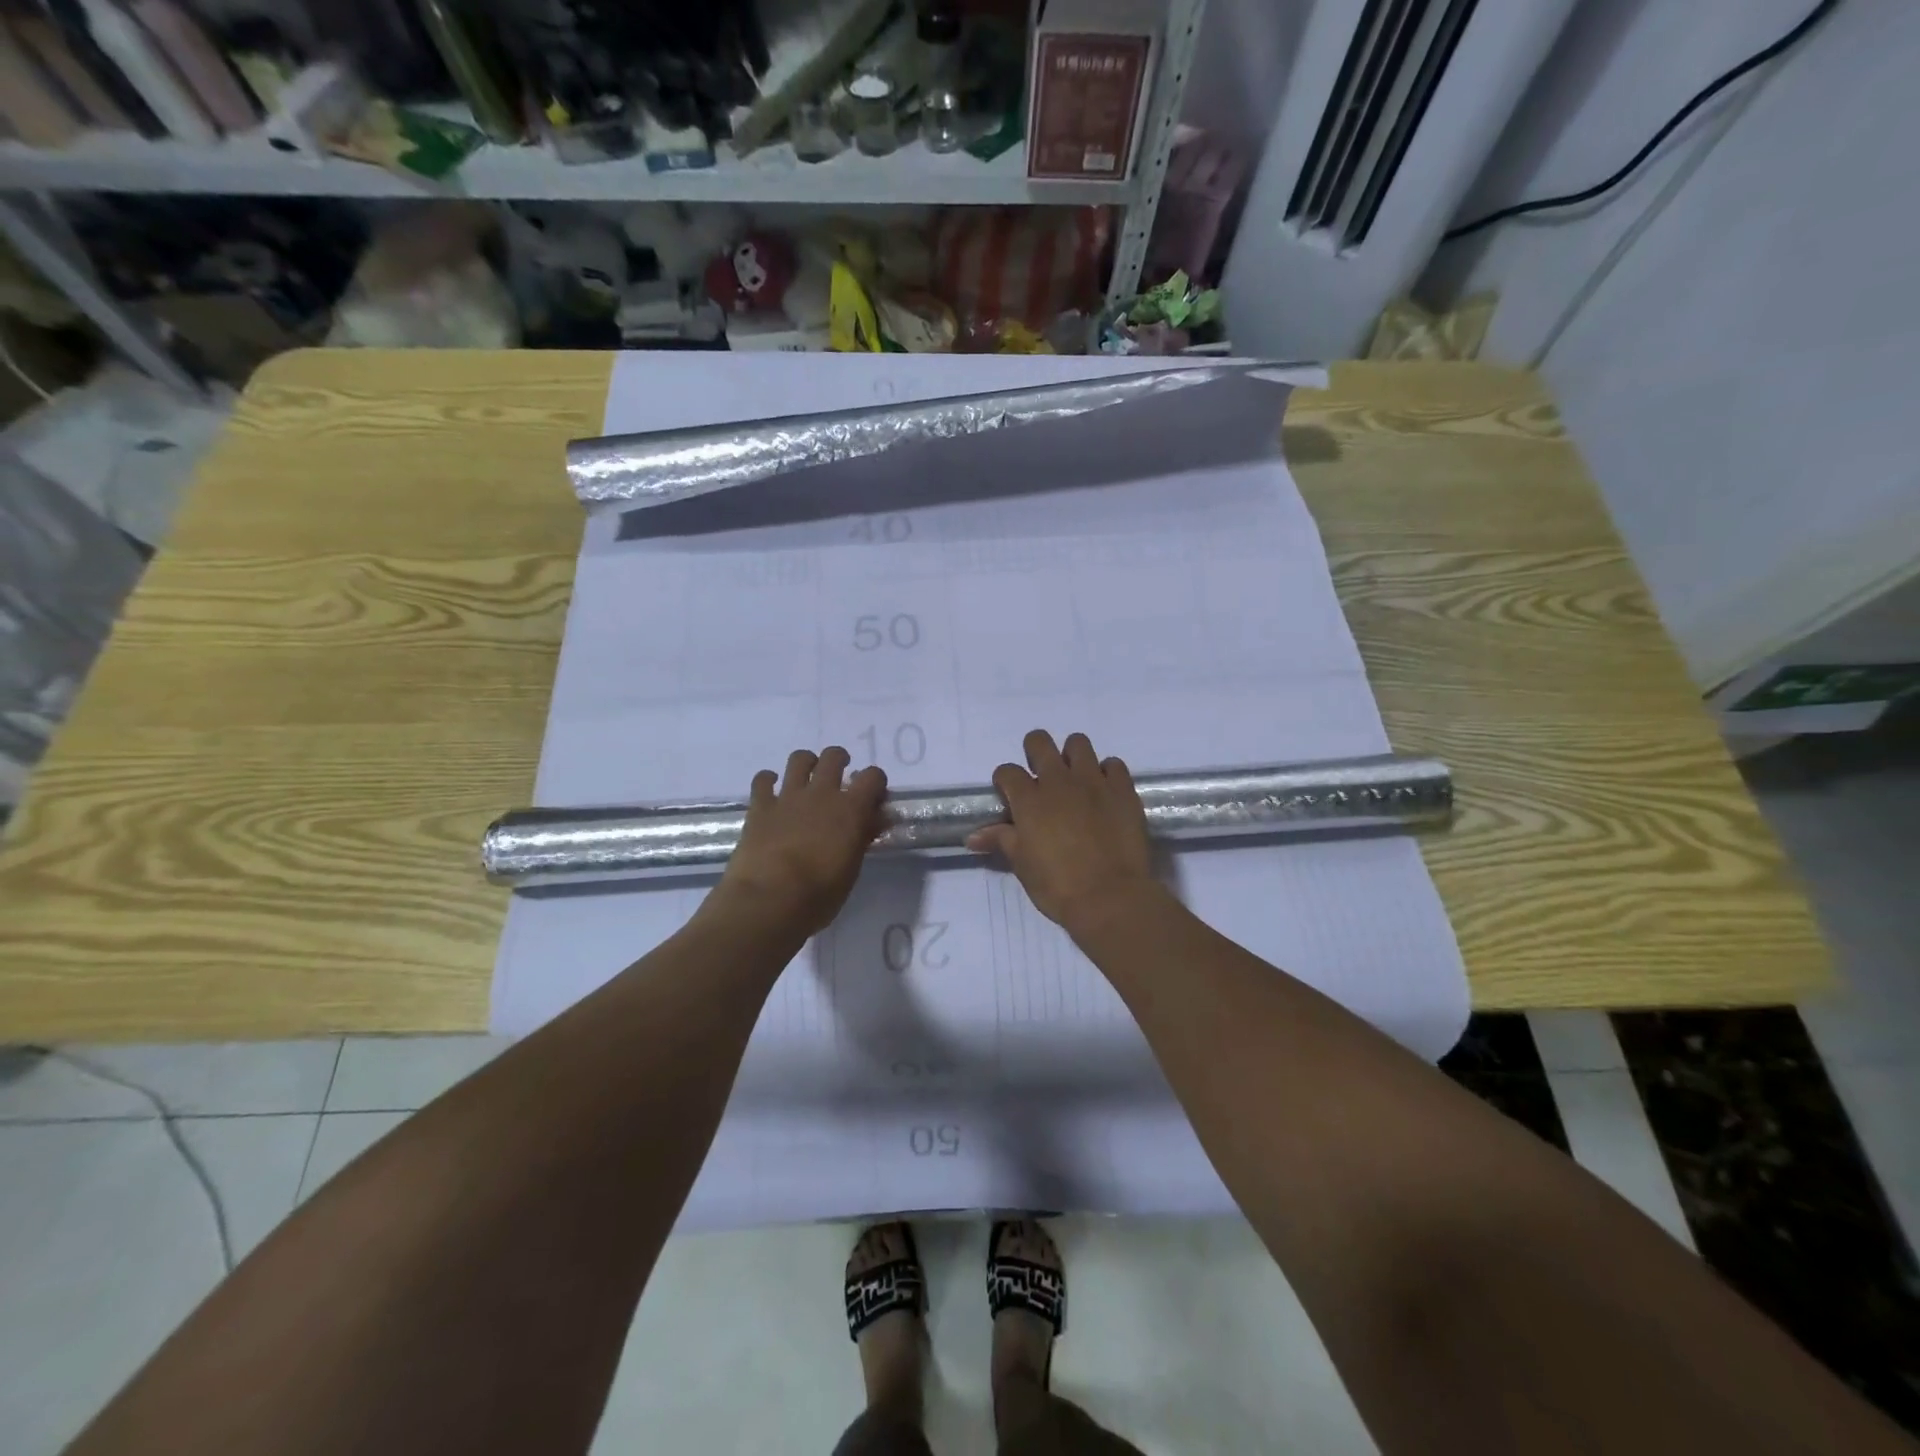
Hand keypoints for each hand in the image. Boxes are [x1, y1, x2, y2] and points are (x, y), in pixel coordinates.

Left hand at [712, 748, 886, 935]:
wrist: (769, 900)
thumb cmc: (819, 894)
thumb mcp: (851, 869)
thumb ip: (862, 838)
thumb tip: (874, 820)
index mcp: (851, 809)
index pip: (873, 777)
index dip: (875, 783)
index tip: (873, 797)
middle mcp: (821, 793)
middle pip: (833, 757)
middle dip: (839, 761)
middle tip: (840, 778)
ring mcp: (788, 797)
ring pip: (799, 759)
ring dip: (806, 763)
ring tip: (807, 778)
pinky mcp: (760, 807)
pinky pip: (762, 780)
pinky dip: (768, 781)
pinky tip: (771, 791)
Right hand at [967, 730, 1159, 932]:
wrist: (1110, 898)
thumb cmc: (1058, 886)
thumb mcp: (1022, 865)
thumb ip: (1001, 841)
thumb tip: (973, 836)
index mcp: (1029, 799)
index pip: (1007, 771)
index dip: (1005, 781)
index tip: (1010, 796)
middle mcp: (1059, 781)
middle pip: (1039, 742)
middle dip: (1035, 752)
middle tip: (1041, 775)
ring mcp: (1094, 781)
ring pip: (1078, 743)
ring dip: (1072, 756)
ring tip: (1075, 779)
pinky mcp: (1123, 789)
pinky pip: (1114, 764)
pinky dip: (1107, 773)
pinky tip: (1105, 791)